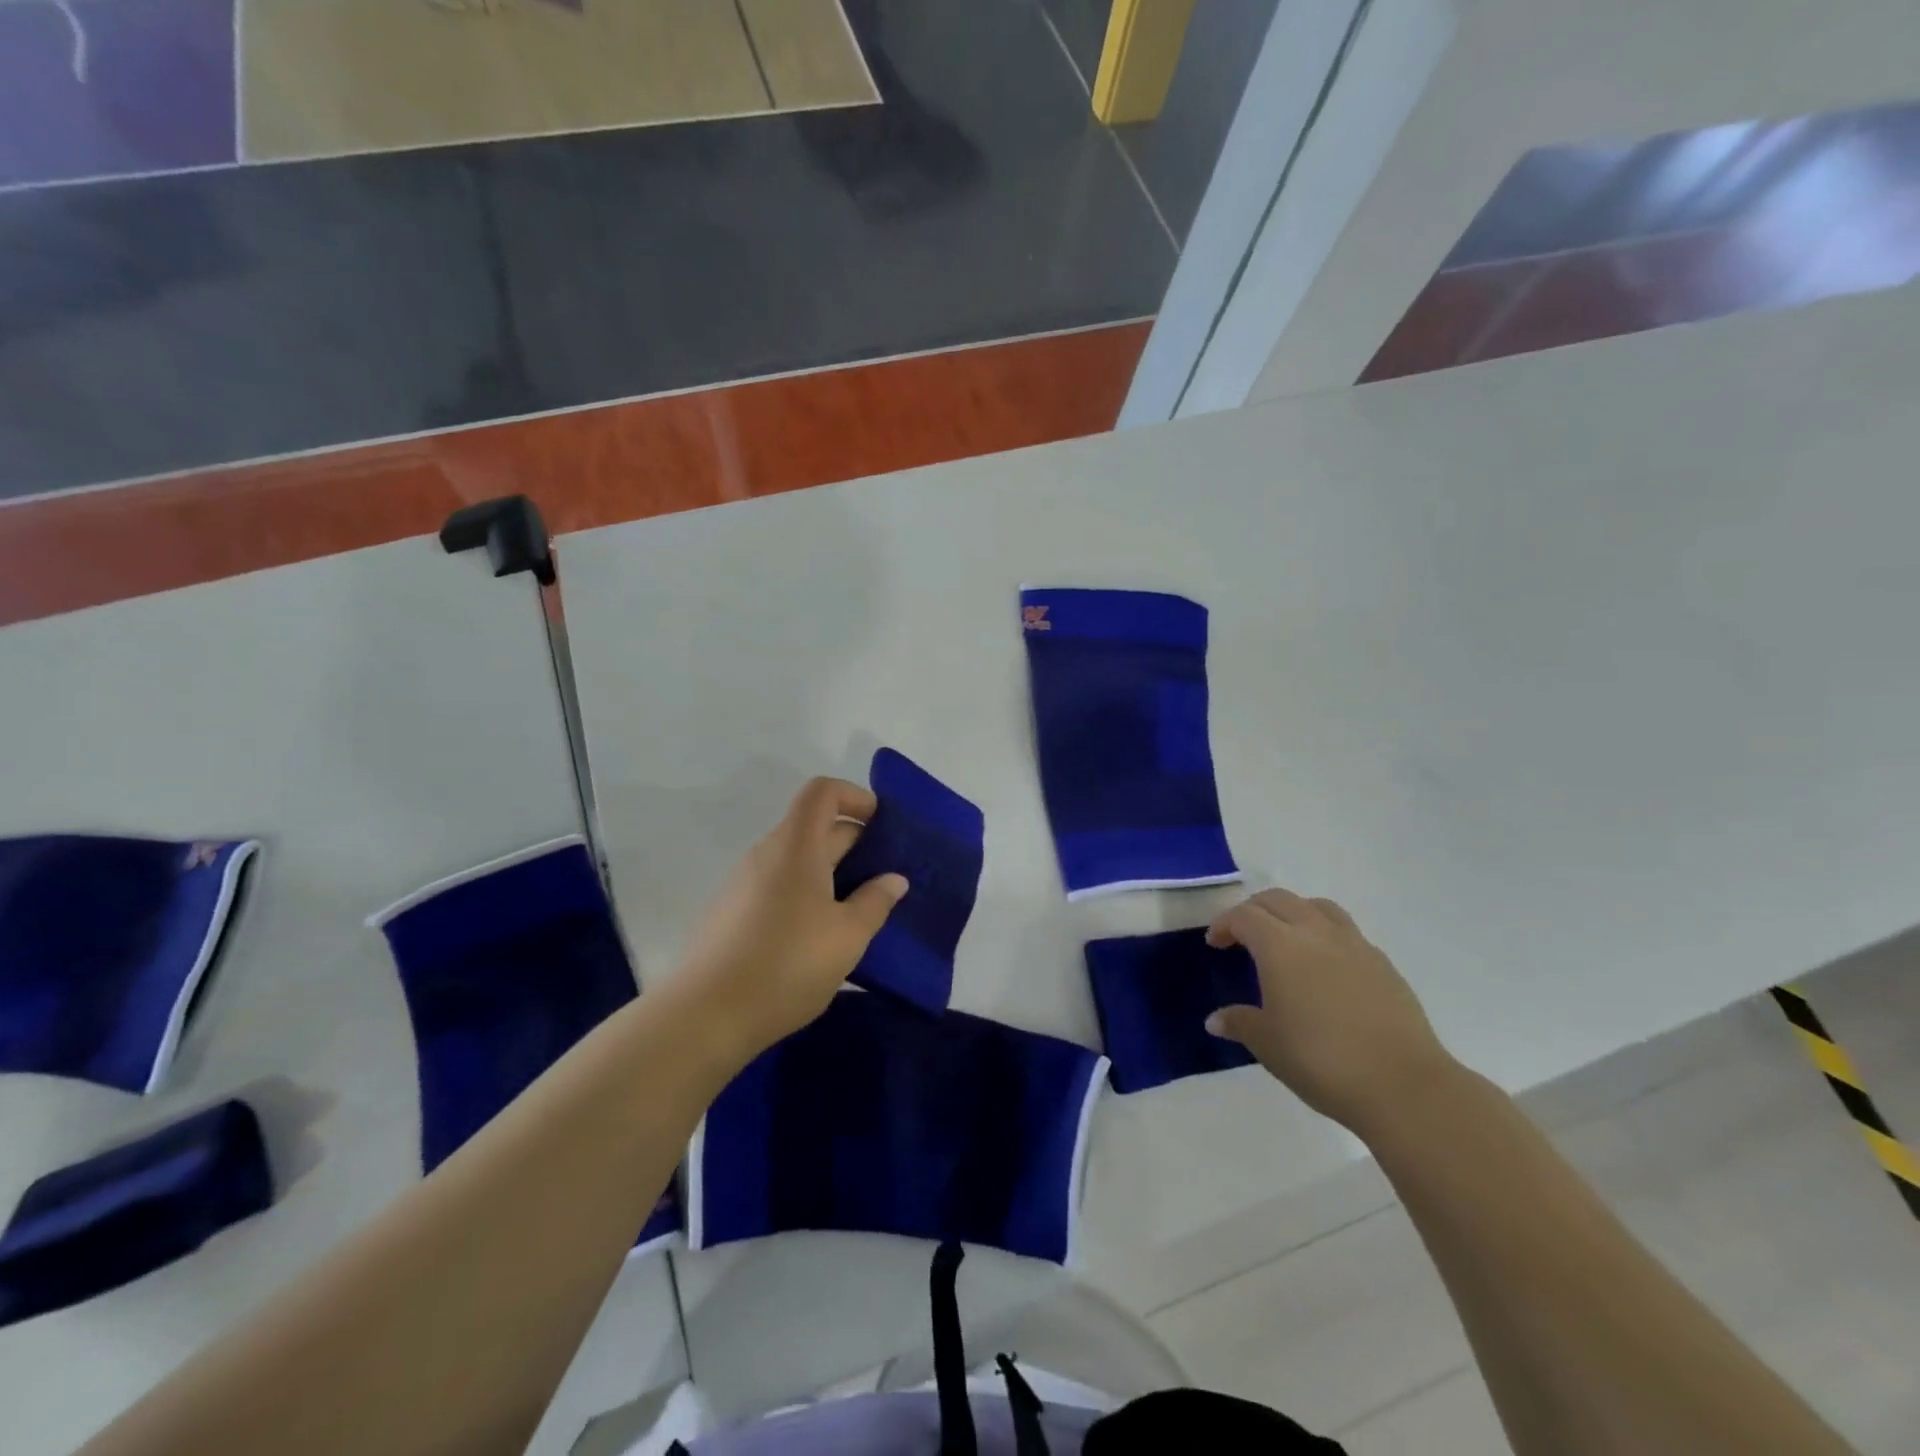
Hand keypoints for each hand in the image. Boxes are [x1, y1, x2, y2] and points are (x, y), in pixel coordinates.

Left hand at [677, 777, 906, 1066]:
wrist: (706, 1016)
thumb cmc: (788, 965)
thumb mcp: (847, 936)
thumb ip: (875, 901)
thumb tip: (894, 879)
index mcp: (796, 846)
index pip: (822, 792)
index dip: (855, 797)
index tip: (882, 828)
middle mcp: (766, 854)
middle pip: (814, 826)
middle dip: (854, 843)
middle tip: (886, 879)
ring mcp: (743, 883)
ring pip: (797, 860)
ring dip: (832, 873)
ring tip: (859, 911)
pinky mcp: (732, 913)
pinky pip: (778, 885)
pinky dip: (806, 894)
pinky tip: (820, 937)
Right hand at [1206, 889, 1458, 1136]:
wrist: (1403, 1085)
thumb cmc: (1320, 1060)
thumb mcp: (1268, 1045)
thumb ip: (1240, 1023)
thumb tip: (1215, 1020)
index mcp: (1280, 946)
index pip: (1244, 916)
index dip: (1224, 924)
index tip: (1215, 944)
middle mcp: (1315, 933)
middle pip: (1279, 900)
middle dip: (1254, 910)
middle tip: (1242, 935)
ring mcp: (1354, 945)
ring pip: (1317, 907)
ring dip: (1293, 913)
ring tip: (1286, 939)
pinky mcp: (1383, 964)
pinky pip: (1346, 932)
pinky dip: (1325, 935)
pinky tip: (1325, 968)